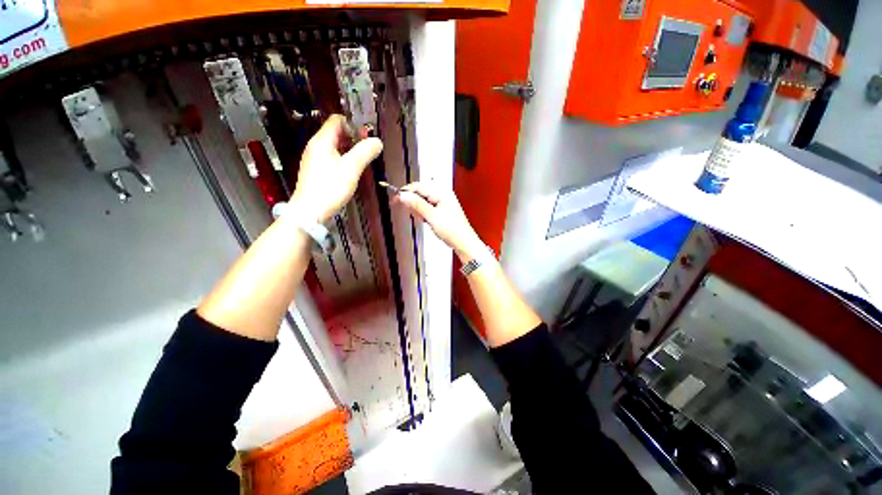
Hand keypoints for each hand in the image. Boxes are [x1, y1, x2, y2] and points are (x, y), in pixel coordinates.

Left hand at [289, 115, 382, 221]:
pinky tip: (352, 171)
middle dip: (354, 138)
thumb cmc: (330, 188)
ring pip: (335, 147)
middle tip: (368, 150)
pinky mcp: (317, 171)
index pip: (337, 120)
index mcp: (322, 141)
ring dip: (350, 150)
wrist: (310, 212)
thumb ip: (365, 152)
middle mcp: (316, 146)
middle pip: (336, 133)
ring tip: (363, 161)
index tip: (367, 137)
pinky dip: (343, 160)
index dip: (353, 124)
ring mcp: (315, 159)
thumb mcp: (351, 169)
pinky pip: (332, 158)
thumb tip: (378, 141)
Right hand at [394, 182, 484, 259]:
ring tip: (421, 218)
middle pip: (421, 192)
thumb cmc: (453, 230)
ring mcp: (443, 202)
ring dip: (418, 208)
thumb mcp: (432, 217)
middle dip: (412, 201)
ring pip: (423, 200)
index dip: (406, 192)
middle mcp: (443, 194)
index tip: (395, 199)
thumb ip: (417, 205)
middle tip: (406, 210)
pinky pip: (428, 207)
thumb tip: (404, 195)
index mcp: (442, 192)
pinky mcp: (442, 210)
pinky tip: (424, 219)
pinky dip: (423, 212)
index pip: (419, 186)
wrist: (463, 242)